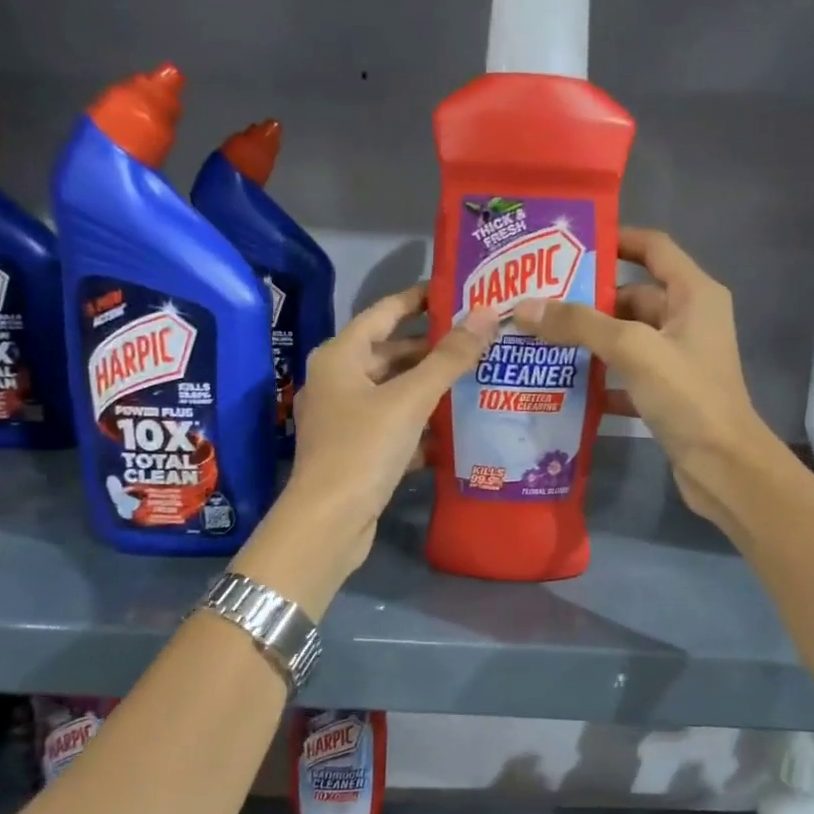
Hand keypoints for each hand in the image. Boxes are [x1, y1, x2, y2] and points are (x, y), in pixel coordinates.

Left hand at [237, 285, 495, 611]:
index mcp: (341, 357)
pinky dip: (421, 425)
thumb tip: (484, 314)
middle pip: (391, 354)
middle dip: (433, 349)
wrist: (329, 522)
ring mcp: (346, 419)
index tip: (455, 291)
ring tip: (477, 379)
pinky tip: (456, 429)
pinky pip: (395, 426)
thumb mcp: (410, 399)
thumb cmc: (364, 448)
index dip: (418, 299)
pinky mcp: (358, 452)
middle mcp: (339, 381)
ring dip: (431, 388)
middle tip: (479, 340)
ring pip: (395, 393)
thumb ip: (449, 358)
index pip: (384, 313)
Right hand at [512, 227, 776, 528]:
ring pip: (627, 338)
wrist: (723, 466)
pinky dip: (601, 379)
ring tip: (540, 340)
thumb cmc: (687, 396)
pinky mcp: (669, 393)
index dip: (616, 240)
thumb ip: (580, 324)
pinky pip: (628, 375)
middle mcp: (689, 319)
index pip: (653, 248)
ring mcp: (679, 359)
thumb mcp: (632, 349)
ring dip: (590, 341)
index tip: (570, 246)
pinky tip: (564, 386)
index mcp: (694, 294)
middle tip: (538, 302)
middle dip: (589, 300)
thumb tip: (525, 307)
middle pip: (633, 296)